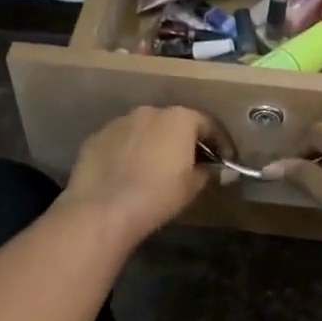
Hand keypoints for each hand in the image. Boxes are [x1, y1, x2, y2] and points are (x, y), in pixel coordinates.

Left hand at [60, 107, 216, 244]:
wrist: (103, 209)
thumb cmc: (158, 194)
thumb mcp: (192, 186)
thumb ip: (210, 172)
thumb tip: (225, 171)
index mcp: (179, 118)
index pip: (208, 124)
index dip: (220, 143)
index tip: (225, 160)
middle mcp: (149, 111)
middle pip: (174, 122)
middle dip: (184, 140)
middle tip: (190, 163)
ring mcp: (119, 122)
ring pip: (145, 129)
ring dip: (154, 143)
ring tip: (155, 168)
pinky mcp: (96, 137)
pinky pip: (120, 141)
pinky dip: (128, 151)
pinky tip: (127, 173)